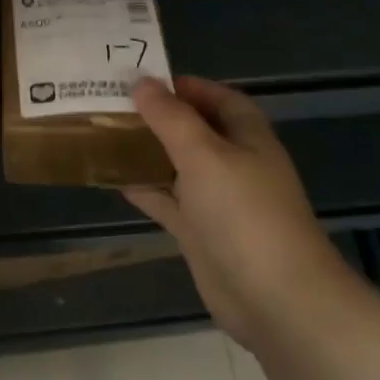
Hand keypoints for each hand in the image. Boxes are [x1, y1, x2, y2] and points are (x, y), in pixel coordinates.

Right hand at [126, 76, 355, 348]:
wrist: (275, 298)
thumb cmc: (244, 213)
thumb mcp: (204, 154)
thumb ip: (171, 117)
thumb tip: (141, 82)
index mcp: (246, 136)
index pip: (216, 97)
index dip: (182, 86)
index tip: (138, 80)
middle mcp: (233, 162)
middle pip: (192, 129)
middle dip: (157, 117)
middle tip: (110, 104)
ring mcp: (217, 199)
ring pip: (177, 165)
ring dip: (146, 152)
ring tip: (103, 135)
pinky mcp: (201, 232)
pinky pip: (167, 201)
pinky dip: (144, 189)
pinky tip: (113, 178)